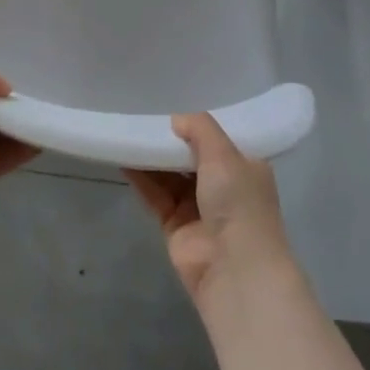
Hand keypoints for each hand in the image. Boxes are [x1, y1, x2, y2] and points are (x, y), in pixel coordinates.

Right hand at [125, 113, 295, 309]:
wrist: (235, 270)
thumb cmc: (239, 203)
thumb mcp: (224, 154)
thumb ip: (200, 129)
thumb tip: (177, 119)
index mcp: (246, 167)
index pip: (221, 138)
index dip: (199, 123)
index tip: (176, 99)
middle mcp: (225, 186)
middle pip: (192, 155)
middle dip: (172, 138)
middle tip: (145, 112)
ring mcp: (199, 207)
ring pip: (170, 174)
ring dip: (152, 156)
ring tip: (129, 129)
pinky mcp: (175, 225)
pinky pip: (156, 194)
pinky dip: (141, 177)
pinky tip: (124, 157)